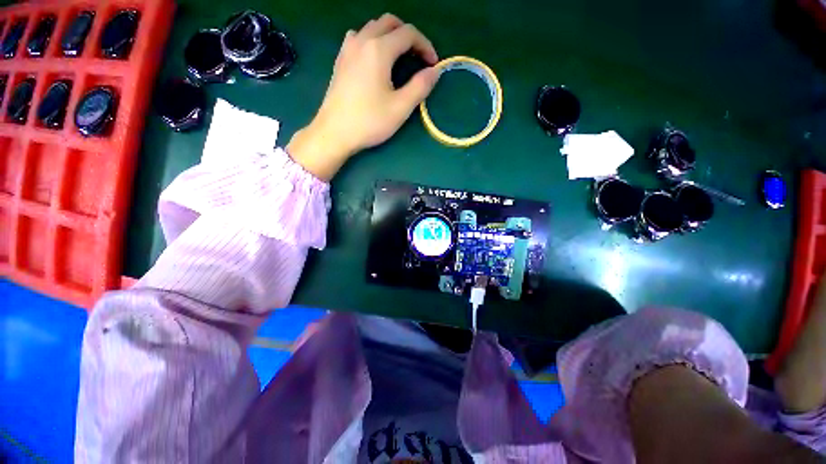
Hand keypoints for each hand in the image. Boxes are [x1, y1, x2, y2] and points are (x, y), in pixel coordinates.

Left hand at [287, 14, 439, 180]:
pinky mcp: (340, 60)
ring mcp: (348, 48)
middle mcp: (362, 40)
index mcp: (379, 49)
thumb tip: (435, 71)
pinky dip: (372, 41)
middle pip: (389, 22)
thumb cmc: (369, 121)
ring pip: (372, 27)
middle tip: (418, 57)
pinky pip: (358, 38)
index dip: (425, 45)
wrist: (334, 132)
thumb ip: (420, 86)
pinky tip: (375, 60)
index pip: (408, 34)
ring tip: (398, 57)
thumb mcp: (400, 108)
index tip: (433, 64)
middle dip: (408, 35)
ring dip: (390, 35)